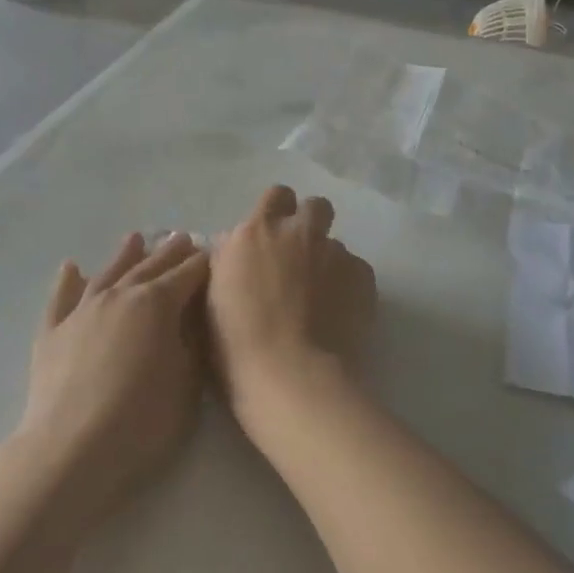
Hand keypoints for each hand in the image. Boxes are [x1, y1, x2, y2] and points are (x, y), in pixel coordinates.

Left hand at [21, 232, 209, 523]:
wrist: (72, 448)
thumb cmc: (142, 420)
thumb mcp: (187, 383)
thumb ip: (192, 343)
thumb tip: (191, 317)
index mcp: (157, 304)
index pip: (187, 275)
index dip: (202, 264)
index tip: (214, 255)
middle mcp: (119, 296)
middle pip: (149, 267)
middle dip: (169, 252)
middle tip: (182, 238)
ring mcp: (81, 311)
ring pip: (107, 273)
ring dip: (124, 255)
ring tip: (135, 238)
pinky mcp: (52, 333)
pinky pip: (60, 298)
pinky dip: (68, 280)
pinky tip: (71, 267)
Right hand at [208, 187, 375, 439]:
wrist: (289, 376)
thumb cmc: (234, 343)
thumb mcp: (211, 294)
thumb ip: (227, 261)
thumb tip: (235, 248)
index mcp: (255, 232)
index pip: (275, 196)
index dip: (277, 213)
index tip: (272, 238)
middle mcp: (297, 232)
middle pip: (315, 206)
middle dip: (310, 225)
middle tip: (300, 258)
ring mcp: (334, 252)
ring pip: (336, 243)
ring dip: (327, 261)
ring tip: (321, 297)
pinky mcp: (362, 277)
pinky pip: (356, 270)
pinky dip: (347, 286)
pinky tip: (338, 314)